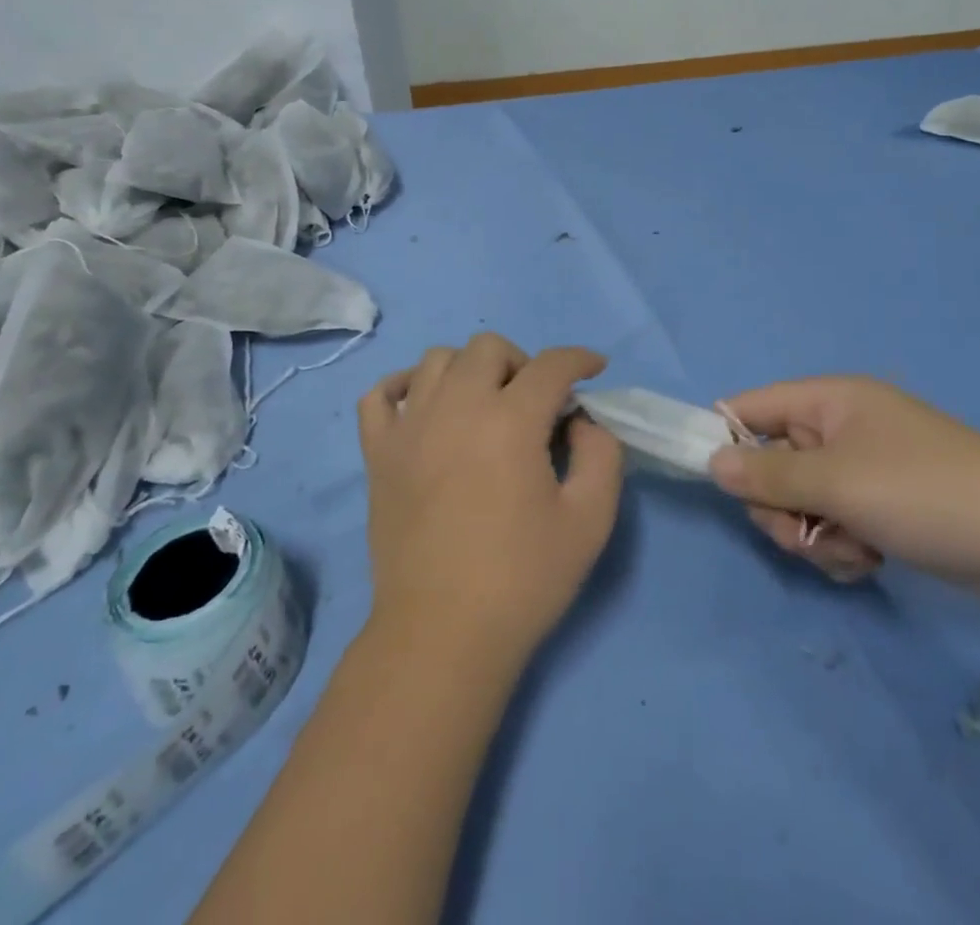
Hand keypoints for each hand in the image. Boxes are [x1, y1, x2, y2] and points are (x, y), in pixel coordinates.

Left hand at [358, 335, 623, 666]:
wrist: (442, 633)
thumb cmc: (522, 579)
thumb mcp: (590, 520)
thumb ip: (601, 455)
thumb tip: (582, 421)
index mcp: (510, 421)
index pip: (550, 365)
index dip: (579, 359)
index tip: (594, 369)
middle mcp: (456, 406)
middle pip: (489, 347)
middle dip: (522, 363)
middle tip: (535, 404)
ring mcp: (409, 426)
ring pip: (437, 359)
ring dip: (469, 370)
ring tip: (483, 406)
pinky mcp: (378, 451)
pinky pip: (381, 393)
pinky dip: (405, 386)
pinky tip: (424, 408)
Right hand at [710, 377, 979, 607]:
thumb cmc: (925, 493)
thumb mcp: (836, 483)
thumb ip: (767, 475)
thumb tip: (711, 463)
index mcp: (829, 400)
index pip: (751, 408)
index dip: (726, 440)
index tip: (717, 485)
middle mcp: (841, 428)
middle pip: (772, 464)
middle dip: (781, 508)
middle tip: (804, 534)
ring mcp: (865, 469)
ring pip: (802, 503)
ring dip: (813, 535)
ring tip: (853, 551)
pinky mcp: (885, 507)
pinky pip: (835, 524)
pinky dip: (842, 548)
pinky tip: (871, 562)